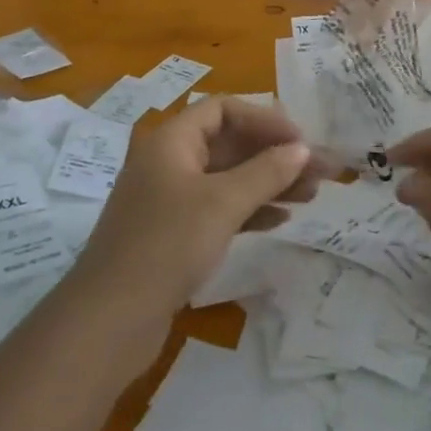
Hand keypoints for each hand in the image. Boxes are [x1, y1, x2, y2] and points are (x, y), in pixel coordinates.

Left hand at [72, 98, 329, 338]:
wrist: (110, 320)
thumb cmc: (167, 245)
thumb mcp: (222, 203)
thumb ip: (265, 172)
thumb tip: (301, 149)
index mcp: (171, 142)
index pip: (223, 110)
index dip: (264, 120)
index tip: (300, 141)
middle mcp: (169, 164)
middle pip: (230, 145)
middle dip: (276, 155)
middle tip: (321, 171)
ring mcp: (170, 201)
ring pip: (228, 179)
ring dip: (269, 183)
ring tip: (312, 195)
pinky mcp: (174, 235)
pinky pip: (219, 209)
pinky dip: (250, 210)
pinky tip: (281, 219)